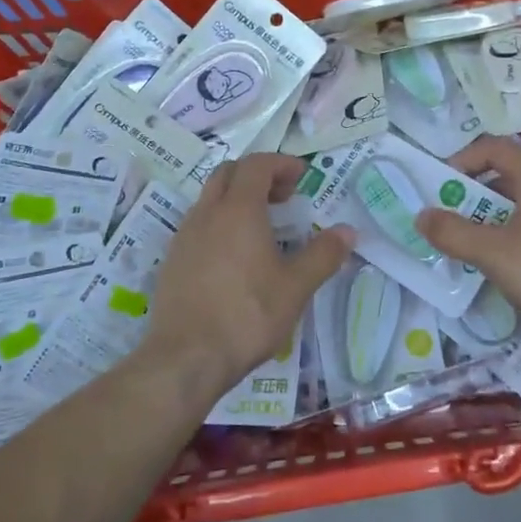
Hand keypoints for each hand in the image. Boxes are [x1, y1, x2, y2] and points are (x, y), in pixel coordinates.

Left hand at [140, 155, 352, 397]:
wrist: (185, 358)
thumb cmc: (247, 315)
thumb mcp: (295, 287)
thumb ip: (323, 255)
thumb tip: (347, 231)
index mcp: (238, 209)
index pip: (257, 164)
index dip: (281, 163)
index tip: (302, 177)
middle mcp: (207, 213)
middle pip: (229, 173)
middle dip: (258, 175)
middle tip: (284, 197)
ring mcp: (184, 236)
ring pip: (210, 198)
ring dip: (237, 198)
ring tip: (262, 227)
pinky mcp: (172, 260)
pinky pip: (198, 224)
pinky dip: (220, 222)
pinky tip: (235, 256)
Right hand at [415, 135, 520, 350]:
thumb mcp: (494, 254)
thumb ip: (454, 233)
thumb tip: (421, 215)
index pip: (493, 148)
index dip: (462, 159)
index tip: (441, 187)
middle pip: (507, 176)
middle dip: (473, 196)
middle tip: (451, 222)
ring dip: (493, 220)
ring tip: (474, 249)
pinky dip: (516, 237)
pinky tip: (510, 270)